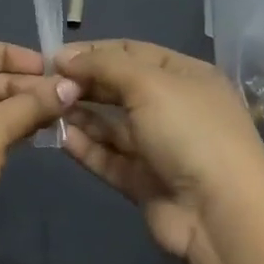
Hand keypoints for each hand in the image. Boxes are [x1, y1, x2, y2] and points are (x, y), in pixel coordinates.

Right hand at [57, 39, 263, 259]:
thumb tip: (64, 56)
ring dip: (79, 115)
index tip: (54, 56)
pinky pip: (108, 158)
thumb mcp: (149, 84)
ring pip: (111, 126)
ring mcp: (158, 147)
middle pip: (119, 89)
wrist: (218, 211)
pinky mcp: (142, 180)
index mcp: (185, 76)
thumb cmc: (190, 132)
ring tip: (44, 108)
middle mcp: (173, 108)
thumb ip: (104, 65)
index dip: (94, 52)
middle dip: (84, 84)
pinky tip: (59, 137)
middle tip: (45, 84)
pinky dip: (85, 147)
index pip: (133, 53)